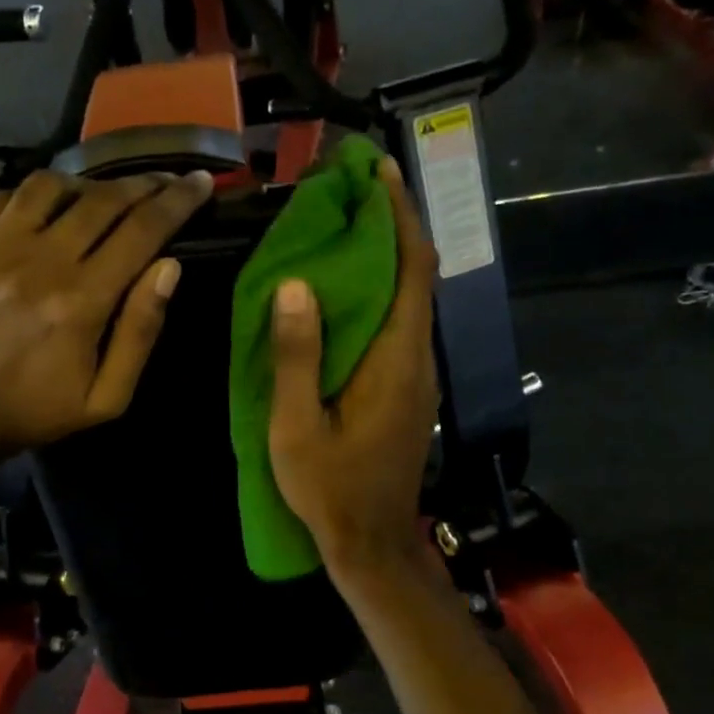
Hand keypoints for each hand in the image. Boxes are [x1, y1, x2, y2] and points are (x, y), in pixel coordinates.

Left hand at [0, 169, 211, 458]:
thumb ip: (140, 332)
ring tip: (104, 197)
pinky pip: (6, 198)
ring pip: (51, 186)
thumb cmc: (36, 411)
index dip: (177, 202)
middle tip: (164, 181)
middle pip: (102, 200)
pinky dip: (38, 195)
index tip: (200, 182)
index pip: (141, 231)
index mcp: (80, 303)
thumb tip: (169, 267)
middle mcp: (37, 263)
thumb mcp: (107, 397)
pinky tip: (51, 209)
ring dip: (88, 185)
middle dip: (143, 185)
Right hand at [268, 157, 439, 576]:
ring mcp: (416, 374)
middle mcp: (417, 357)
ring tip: (345, 223)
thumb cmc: (331, 489)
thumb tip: (296, 285)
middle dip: (391, 223)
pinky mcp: (407, 388)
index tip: (376, 170)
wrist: (372, 542)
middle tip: (350, 188)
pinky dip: (379, 290)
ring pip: (409, 297)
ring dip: (385, 255)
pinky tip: (345, 288)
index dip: (398, 214)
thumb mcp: (297, 428)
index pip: (411, 268)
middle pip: (416, 274)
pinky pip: (398, 323)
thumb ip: (297, 357)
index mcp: (396, 360)